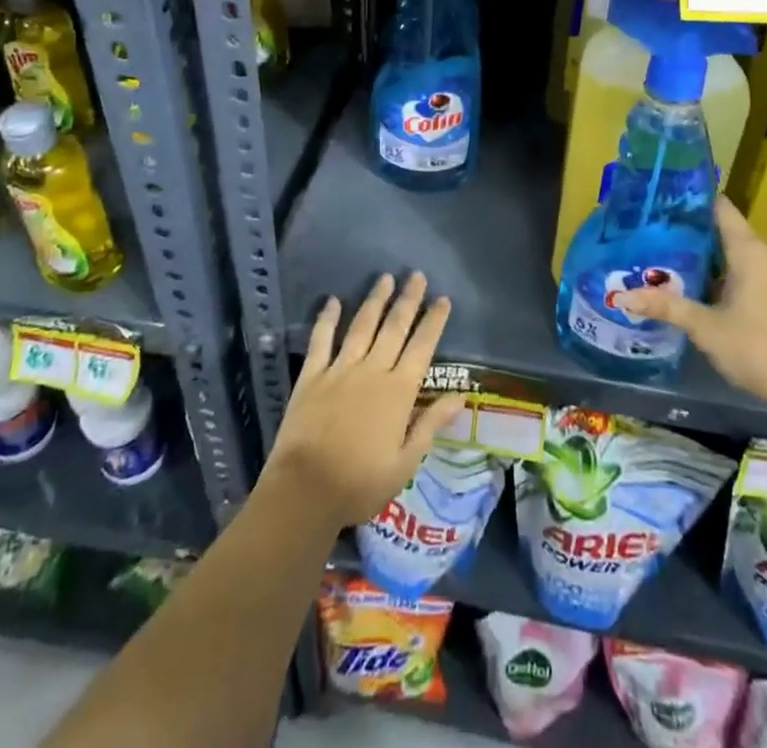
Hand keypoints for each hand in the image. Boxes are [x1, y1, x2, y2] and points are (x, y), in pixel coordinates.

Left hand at [262, 273, 465, 533]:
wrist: (305, 491)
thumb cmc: (360, 483)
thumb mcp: (405, 463)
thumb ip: (431, 425)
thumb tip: (461, 396)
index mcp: (398, 392)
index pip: (422, 347)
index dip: (433, 321)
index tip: (443, 299)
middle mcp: (372, 371)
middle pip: (394, 327)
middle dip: (408, 299)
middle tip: (417, 275)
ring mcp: (340, 370)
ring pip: (362, 326)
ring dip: (375, 300)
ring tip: (385, 278)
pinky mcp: (312, 376)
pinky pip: (321, 340)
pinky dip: (327, 319)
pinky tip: (333, 301)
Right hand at [621, 196, 766, 419]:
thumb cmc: (760, 349)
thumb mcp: (706, 329)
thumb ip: (667, 307)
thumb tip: (622, 296)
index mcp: (750, 251)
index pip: (721, 209)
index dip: (694, 201)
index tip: (665, 201)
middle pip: (729, 233)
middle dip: (696, 235)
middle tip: (659, 236)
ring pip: (743, 258)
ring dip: (714, 260)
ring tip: (677, 264)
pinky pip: (756, 277)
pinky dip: (732, 278)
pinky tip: (711, 296)